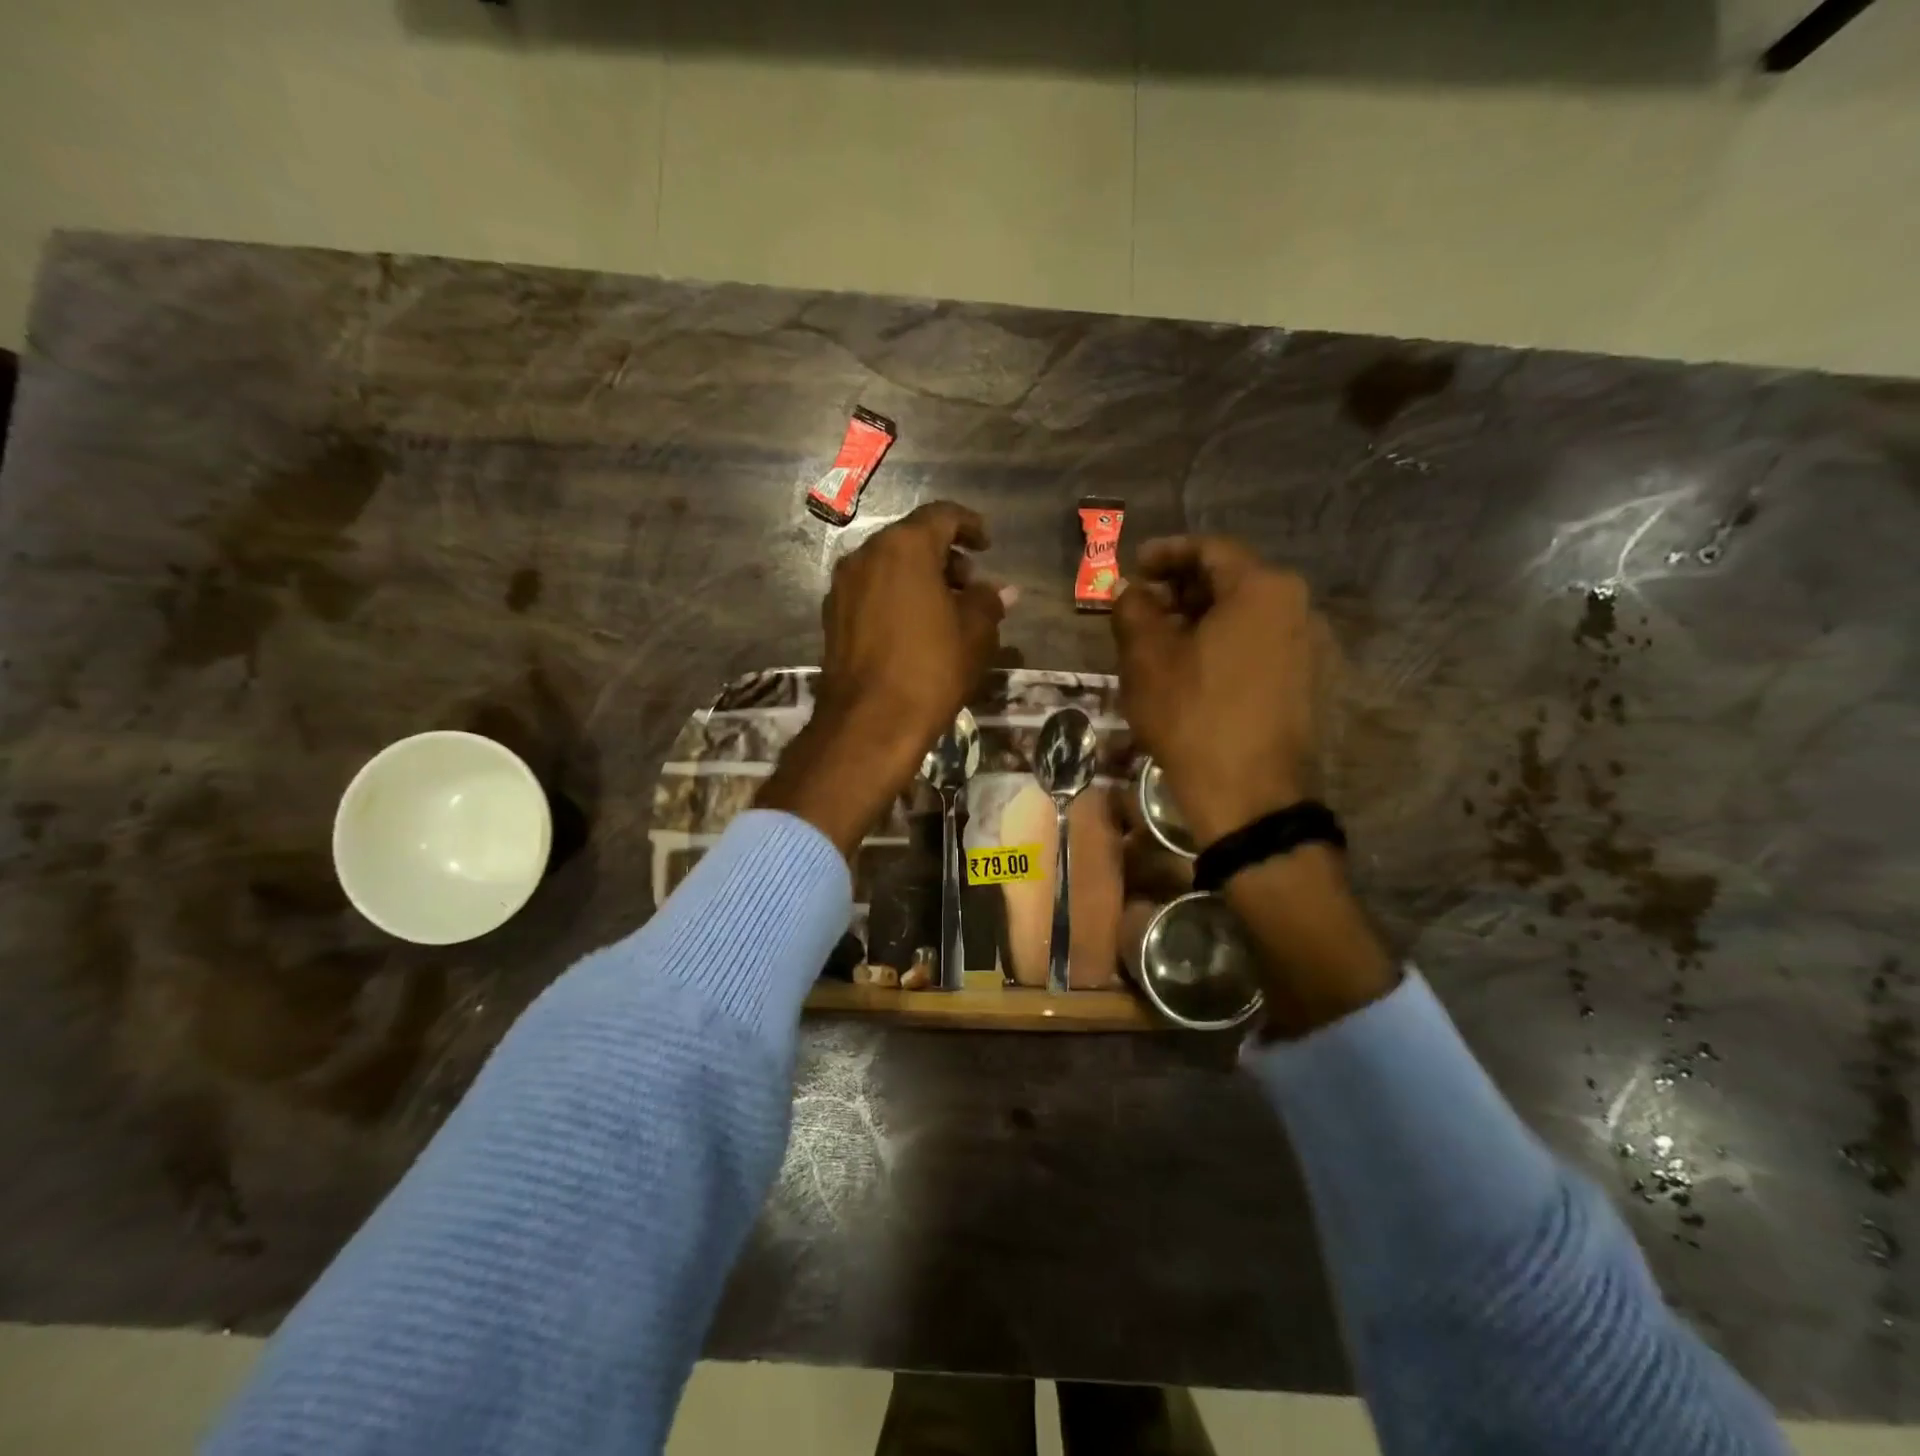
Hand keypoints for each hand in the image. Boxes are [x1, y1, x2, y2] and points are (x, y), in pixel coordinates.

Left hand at [760, 502, 1009, 856]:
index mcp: (904, 547)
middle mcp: (866, 555)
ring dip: (918, 577)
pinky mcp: (832, 616)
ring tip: (945, 609)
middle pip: (911, 539)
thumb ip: (988, 602)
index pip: (942, 516)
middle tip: (969, 584)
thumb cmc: (930, 670)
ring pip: (888, 565)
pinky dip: (895, 595)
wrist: (869, 723)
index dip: (969, 526)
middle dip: (944, 556)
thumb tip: (1002, 591)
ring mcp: (843, 586)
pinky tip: (914, 627)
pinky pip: (871, 590)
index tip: (987, 545)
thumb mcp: (974, 634)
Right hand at [1112, 535, 1396, 1036]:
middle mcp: (1298, 607)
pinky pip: (1260, 645)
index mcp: (1263, 589)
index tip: (1134, 567)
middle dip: (1181, 589)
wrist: (1251, 799)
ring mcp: (1310, 647)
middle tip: (1141, 606)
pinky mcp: (1309, 683)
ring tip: (1160, 641)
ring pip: (1246, 616)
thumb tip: (1125, 587)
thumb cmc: (1194, 718)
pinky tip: (1192, 670)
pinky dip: (1224, 645)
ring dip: (1201, 619)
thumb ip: (1133, 609)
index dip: (1165, 553)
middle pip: (1231, 581)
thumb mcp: (1148, 659)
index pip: (1210, 550)